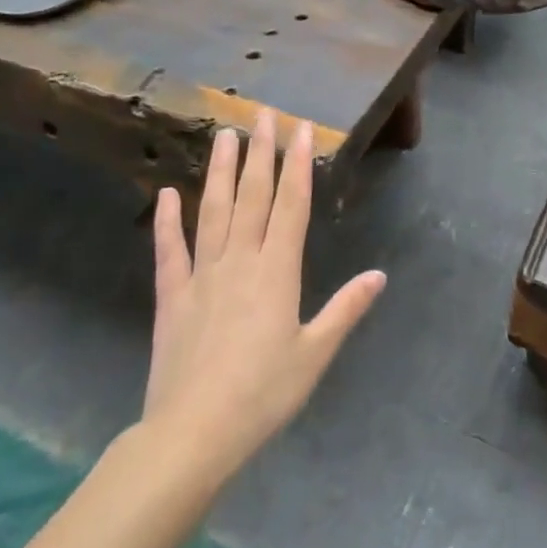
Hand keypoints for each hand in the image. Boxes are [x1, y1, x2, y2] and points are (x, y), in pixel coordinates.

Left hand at [141, 110, 384, 481]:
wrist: (193, 433)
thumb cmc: (264, 393)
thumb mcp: (315, 354)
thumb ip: (346, 309)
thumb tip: (380, 275)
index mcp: (277, 271)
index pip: (292, 205)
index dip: (298, 165)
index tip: (302, 128)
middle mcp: (240, 261)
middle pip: (253, 197)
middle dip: (262, 153)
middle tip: (262, 114)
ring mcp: (202, 275)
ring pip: (213, 211)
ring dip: (221, 171)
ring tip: (224, 135)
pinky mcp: (172, 297)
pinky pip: (170, 251)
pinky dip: (167, 221)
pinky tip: (166, 193)